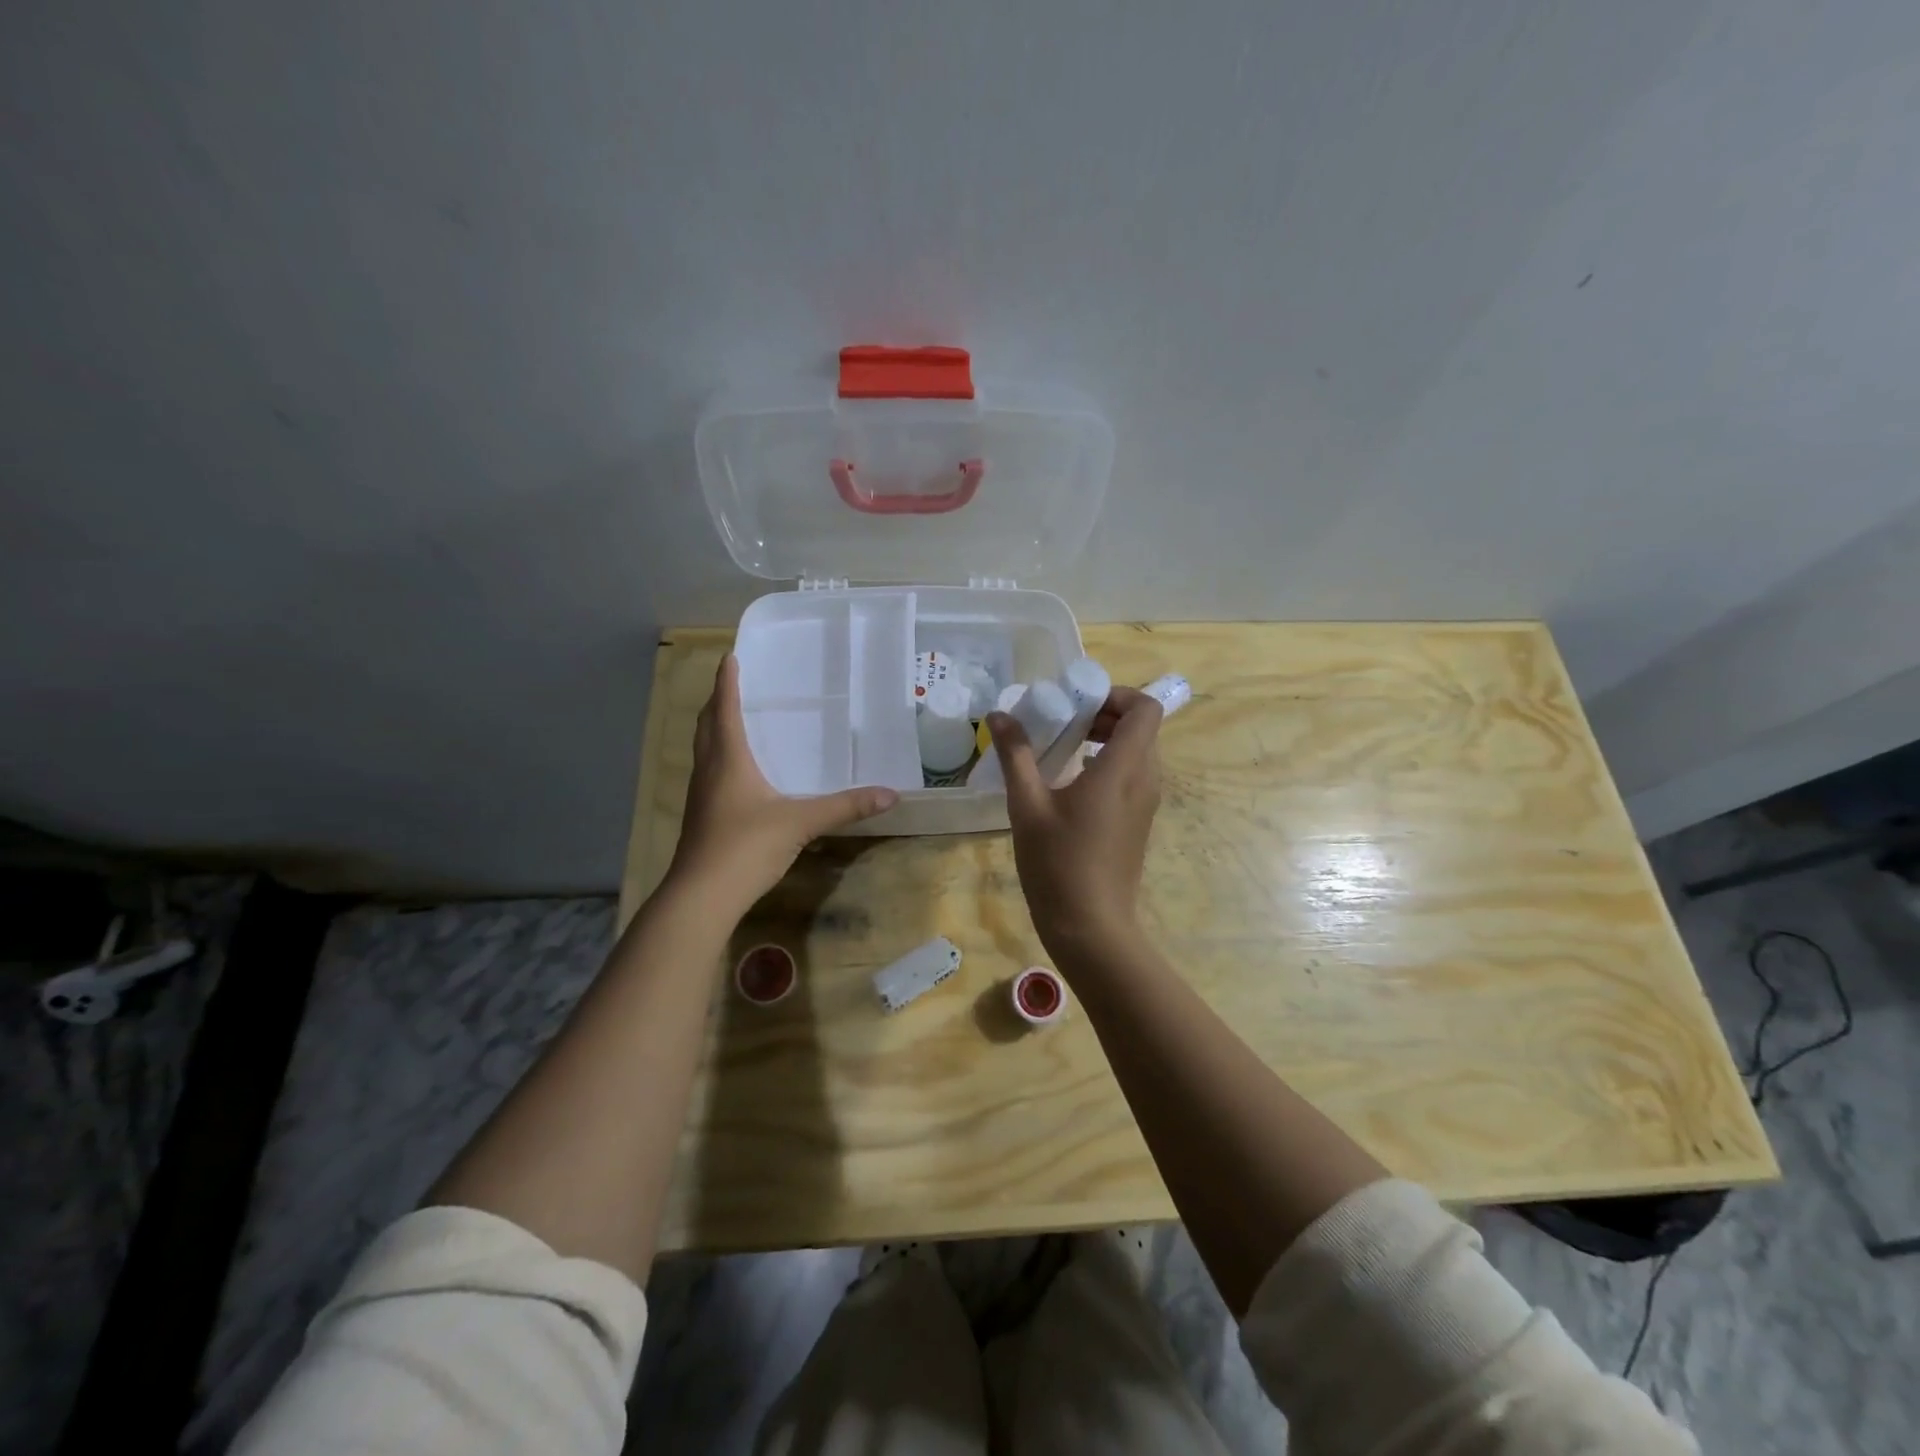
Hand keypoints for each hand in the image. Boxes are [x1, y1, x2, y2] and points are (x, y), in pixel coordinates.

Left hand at [668, 656, 898, 915]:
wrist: (702, 896)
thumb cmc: (746, 846)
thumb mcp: (801, 823)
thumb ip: (845, 807)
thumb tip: (890, 794)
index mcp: (728, 760)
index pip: (725, 710)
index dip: (727, 683)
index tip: (729, 657)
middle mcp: (709, 771)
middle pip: (707, 726)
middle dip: (717, 702)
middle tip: (732, 685)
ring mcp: (700, 796)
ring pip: (704, 751)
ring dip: (714, 730)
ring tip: (733, 720)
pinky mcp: (701, 818)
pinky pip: (709, 774)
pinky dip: (719, 759)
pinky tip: (737, 773)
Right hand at [987, 686, 1162, 967]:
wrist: (1091, 927)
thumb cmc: (1058, 864)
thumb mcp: (1027, 806)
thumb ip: (1015, 755)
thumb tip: (998, 715)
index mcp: (1123, 769)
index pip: (1145, 709)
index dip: (1117, 695)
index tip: (1078, 702)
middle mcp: (1145, 780)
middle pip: (1142, 727)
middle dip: (1105, 714)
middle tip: (1064, 721)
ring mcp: (1146, 803)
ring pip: (1139, 752)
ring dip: (1107, 739)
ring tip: (1063, 747)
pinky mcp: (1139, 822)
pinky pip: (1133, 775)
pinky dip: (1109, 764)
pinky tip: (1070, 783)